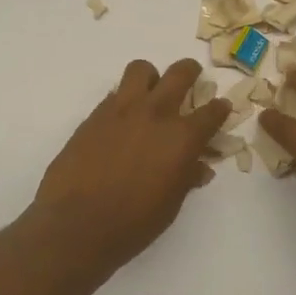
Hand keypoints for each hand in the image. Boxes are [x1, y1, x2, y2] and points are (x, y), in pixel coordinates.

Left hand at [32, 58, 231, 268]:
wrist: (75, 225)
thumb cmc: (132, 224)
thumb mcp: (170, 205)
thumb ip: (187, 178)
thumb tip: (199, 167)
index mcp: (182, 138)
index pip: (211, 112)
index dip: (220, 108)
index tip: (221, 107)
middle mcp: (155, 114)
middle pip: (180, 73)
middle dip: (191, 72)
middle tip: (191, 80)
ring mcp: (122, 110)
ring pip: (141, 69)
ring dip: (151, 77)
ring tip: (150, 94)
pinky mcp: (95, 115)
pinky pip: (115, 93)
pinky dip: (124, 99)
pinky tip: (122, 121)